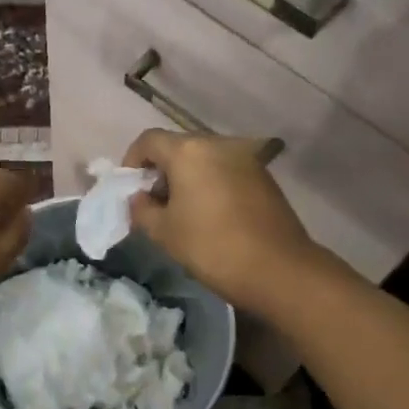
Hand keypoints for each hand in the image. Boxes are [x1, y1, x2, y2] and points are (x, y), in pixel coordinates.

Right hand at [125, 130, 320, 316]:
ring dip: (188, 177)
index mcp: (189, 151)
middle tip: (154, 203)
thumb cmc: (212, 246)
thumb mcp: (164, 232)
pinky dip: (211, 183)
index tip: (131, 189)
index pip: (148, 140)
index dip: (132, 161)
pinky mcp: (263, 175)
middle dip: (161, 170)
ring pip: (204, 158)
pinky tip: (211, 214)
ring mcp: (245, 158)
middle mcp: (218, 144)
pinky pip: (226, 170)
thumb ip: (142, 209)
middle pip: (178, 147)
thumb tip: (139, 198)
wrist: (278, 269)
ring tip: (183, 211)